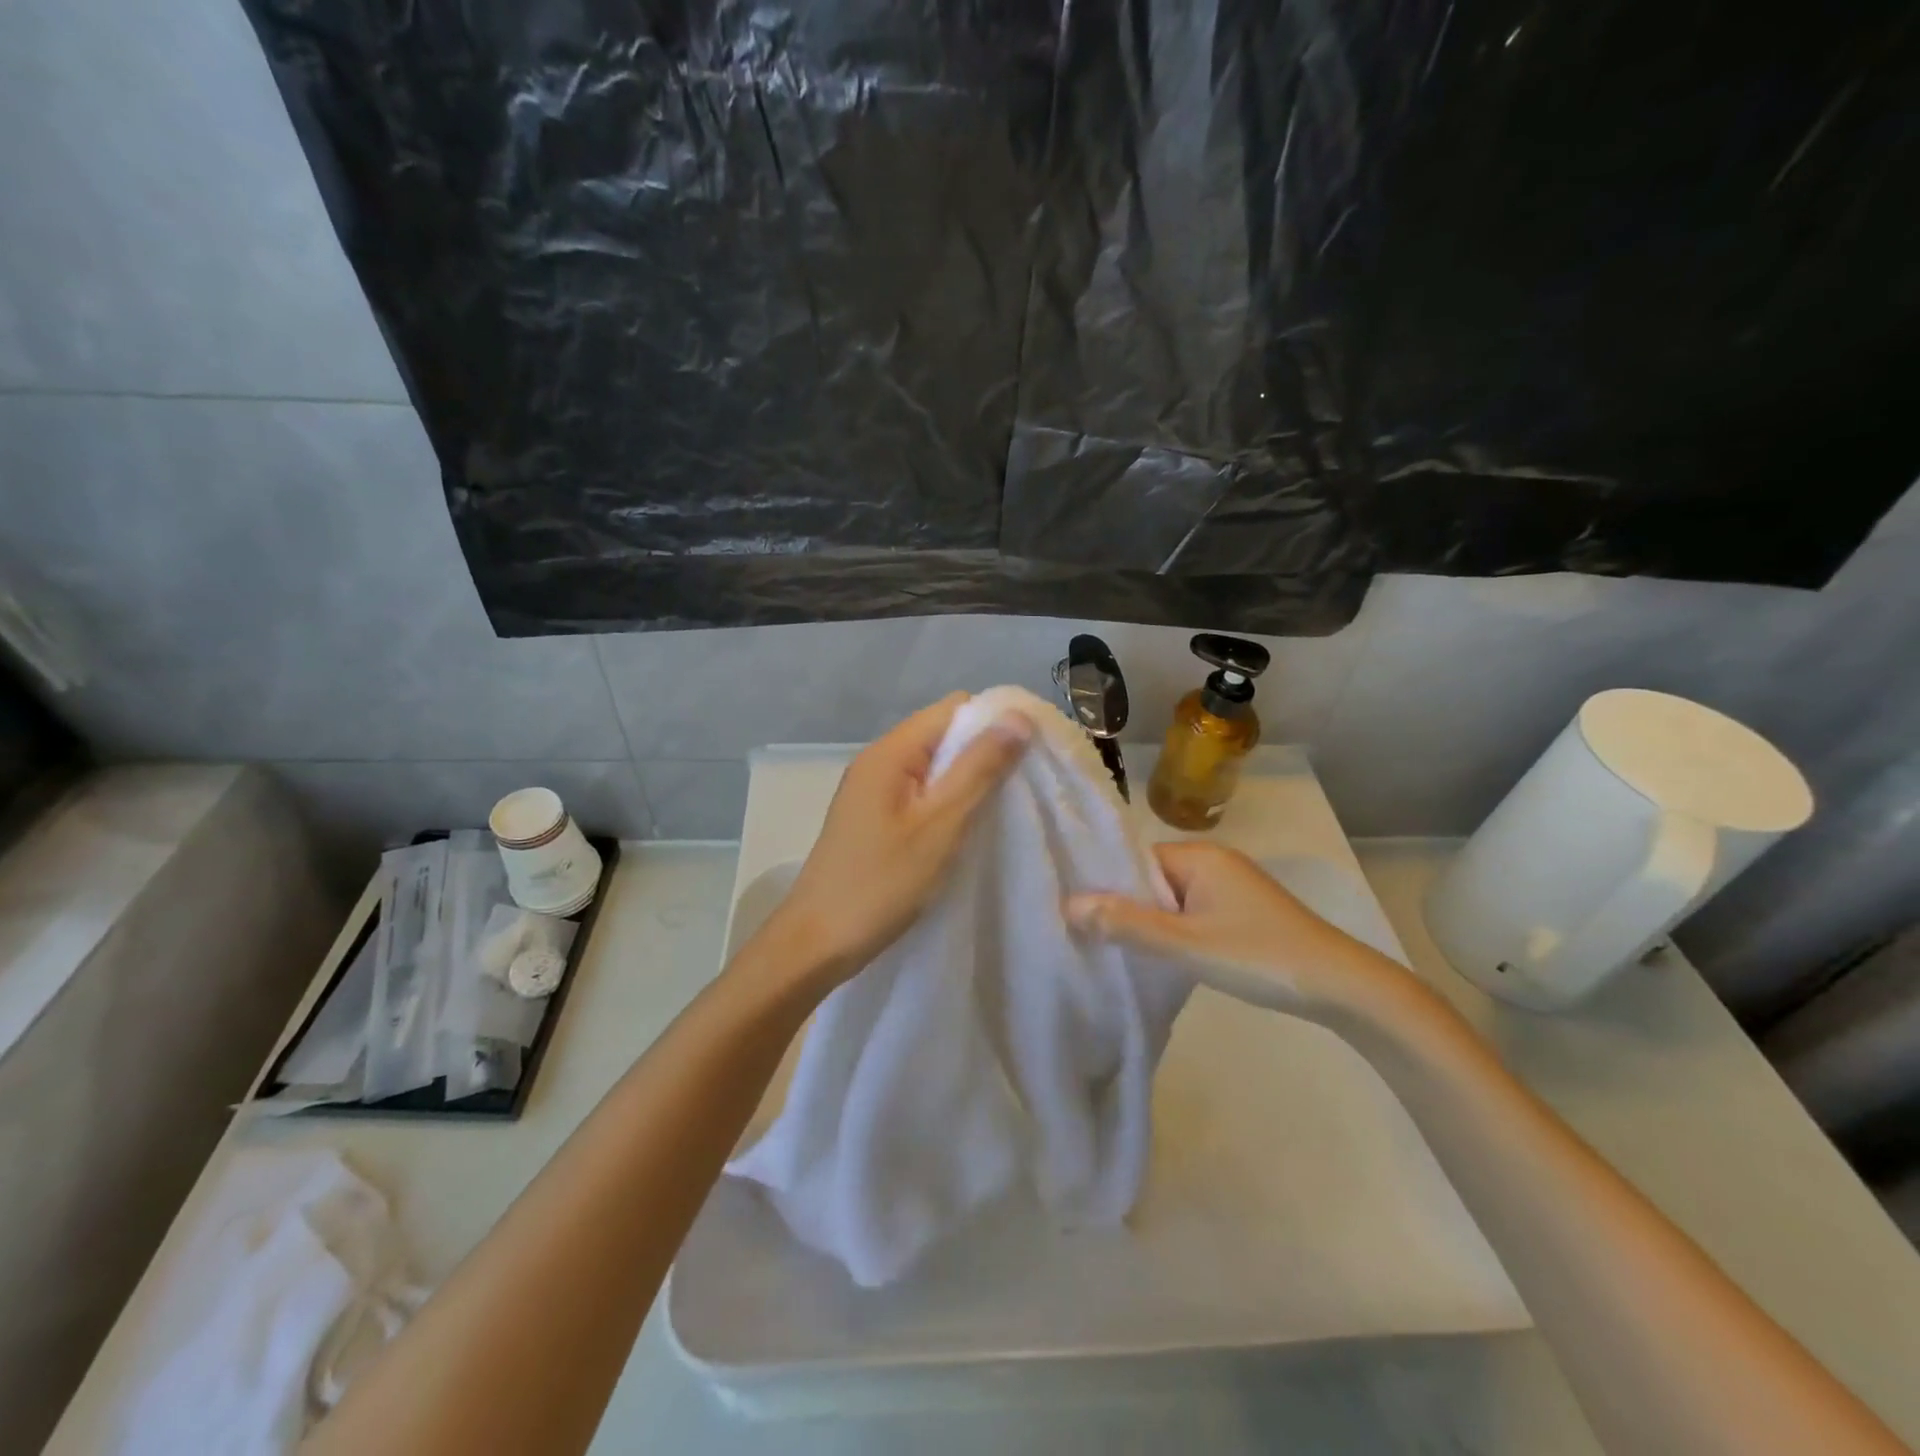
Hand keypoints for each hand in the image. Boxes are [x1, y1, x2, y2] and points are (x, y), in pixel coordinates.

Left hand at [754, 692, 1031, 994]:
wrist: (816, 943)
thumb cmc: (880, 884)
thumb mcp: (940, 826)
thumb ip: (978, 769)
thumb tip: (1018, 716)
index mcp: (890, 753)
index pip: (953, 708)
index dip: (995, 721)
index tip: (1032, 752)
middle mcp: (878, 761)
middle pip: (943, 734)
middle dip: (986, 751)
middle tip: (1025, 785)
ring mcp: (873, 791)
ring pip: (934, 766)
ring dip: (969, 779)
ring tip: (1005, 806)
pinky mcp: (874, 818)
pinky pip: (920, 793)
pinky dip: (948, 802)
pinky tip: (969, 827)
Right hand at [1065, 841, 1416, 1022]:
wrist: (1342, 986)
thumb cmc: (1259, 956)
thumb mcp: (1186, 943)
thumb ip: (1127, 924)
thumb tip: (1069, 905)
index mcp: (1199, 856)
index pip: (1135, 860)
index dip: (1106, 884)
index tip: (1076, 912)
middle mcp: (1214, 863)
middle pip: (1151, 880)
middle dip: (1125, 907)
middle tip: (1088, 937)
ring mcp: (1230, 889)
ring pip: (1172, 901)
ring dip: (1149, 923)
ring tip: (1114, 950)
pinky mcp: (1242, 914)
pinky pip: (1192, 914)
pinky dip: (1174, 932)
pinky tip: (1159, 957)